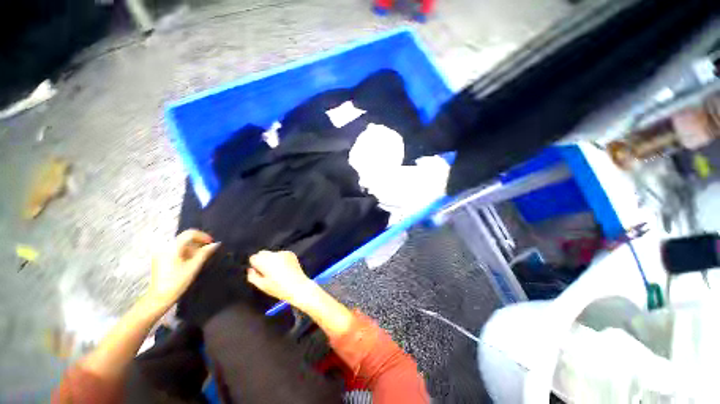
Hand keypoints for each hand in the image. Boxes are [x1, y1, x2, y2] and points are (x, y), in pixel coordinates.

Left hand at [146, 230, 219, 310]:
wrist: (159, 297)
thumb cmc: (177, 282)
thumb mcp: (194, 266)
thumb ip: (205, 253)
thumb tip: (216, 244)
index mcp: (173, 247)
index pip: (190, 234)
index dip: (203, 236)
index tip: (211, 243)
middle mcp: (165, 246)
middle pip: (185, 238)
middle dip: (198, 242)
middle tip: (208, 250)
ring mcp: (161, 252)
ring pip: (181, 244)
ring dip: (192, 247)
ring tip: (200, 257)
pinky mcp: (160, 258)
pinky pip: (175, 249)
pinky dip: (185, 252)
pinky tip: (190, 261)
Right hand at [247, 250, 313, 304]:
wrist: (298, 286)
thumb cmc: (279, 288)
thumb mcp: (262, 285)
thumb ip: (252, 276)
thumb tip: (251, 269)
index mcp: (265, 262)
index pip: (253, 257)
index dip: (255, 265)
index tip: (258, 271)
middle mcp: (274, 255)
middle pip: (262, 253)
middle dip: (262, 260)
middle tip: (267, 271)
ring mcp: (283, 253)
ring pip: (272, 253)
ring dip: (272, 259)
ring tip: (277, 271)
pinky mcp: (291, 253)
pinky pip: (281, 254)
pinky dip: (280, 259)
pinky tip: (284, 268)